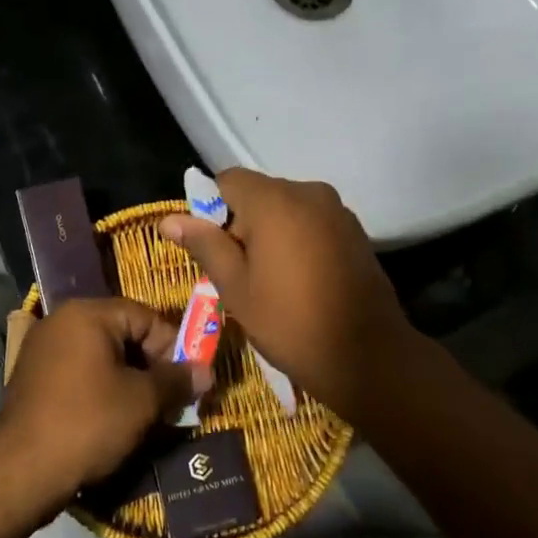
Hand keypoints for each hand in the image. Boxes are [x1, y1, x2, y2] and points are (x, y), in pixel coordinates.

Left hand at [0, 298, 199, 514]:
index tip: (188, 380)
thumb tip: (206, 371)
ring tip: (146, 413)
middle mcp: (62, 321)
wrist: (20, 471)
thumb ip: (176, 380)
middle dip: (151, 365)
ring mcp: (43, 349)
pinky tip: (113, 419)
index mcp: (87, 314)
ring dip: (128, 380)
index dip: (172, 347)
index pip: (145, 316)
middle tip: (170, 399)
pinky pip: (79, 373)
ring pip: (101, 356)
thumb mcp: (142, 401)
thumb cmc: (88, 423)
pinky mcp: (33, 378)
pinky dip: (101, 389)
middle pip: (122, 334)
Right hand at [159, 169, 414, 421]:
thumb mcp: (236, 287)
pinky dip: (299, 240)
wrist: (368, 356)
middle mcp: (308, 192)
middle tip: (240, 273)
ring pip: (287, 209)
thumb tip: (169, 219)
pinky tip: (302, 279)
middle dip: (243, 224)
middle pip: (259, 194)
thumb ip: (204, 244)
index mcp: (274, 200)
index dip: (211, 210)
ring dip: (272, 233)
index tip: (214, 250)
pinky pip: (312, 222)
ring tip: (272, 280)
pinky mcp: (355, 230)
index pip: (228, 180)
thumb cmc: (290, 321)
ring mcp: (337, 210)